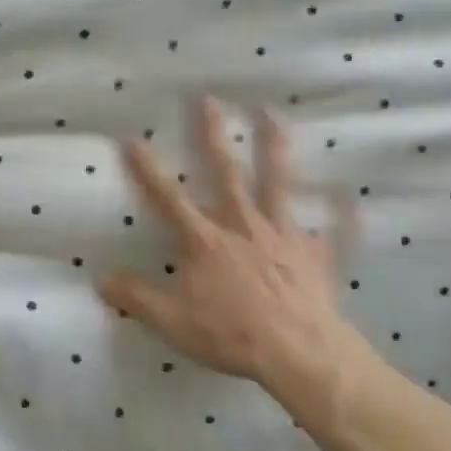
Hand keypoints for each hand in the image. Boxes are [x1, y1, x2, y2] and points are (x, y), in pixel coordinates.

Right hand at [99, 97, 362, 403]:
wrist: (298, 352)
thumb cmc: (232, 335)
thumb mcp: (173, 323)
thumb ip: (138, 298)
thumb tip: (102, 279)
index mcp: (205, 241)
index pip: (168, 198)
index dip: (147, 169)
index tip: (132, 137)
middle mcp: (242, 225)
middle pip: (225, 172)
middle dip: (213, 135)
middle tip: (209, 98)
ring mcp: (282, 234)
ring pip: (277, 182)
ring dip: (274, 147)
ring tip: (271, 114)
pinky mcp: (313, 253)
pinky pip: (330, 229)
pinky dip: (339, 212)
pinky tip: (348, 193)